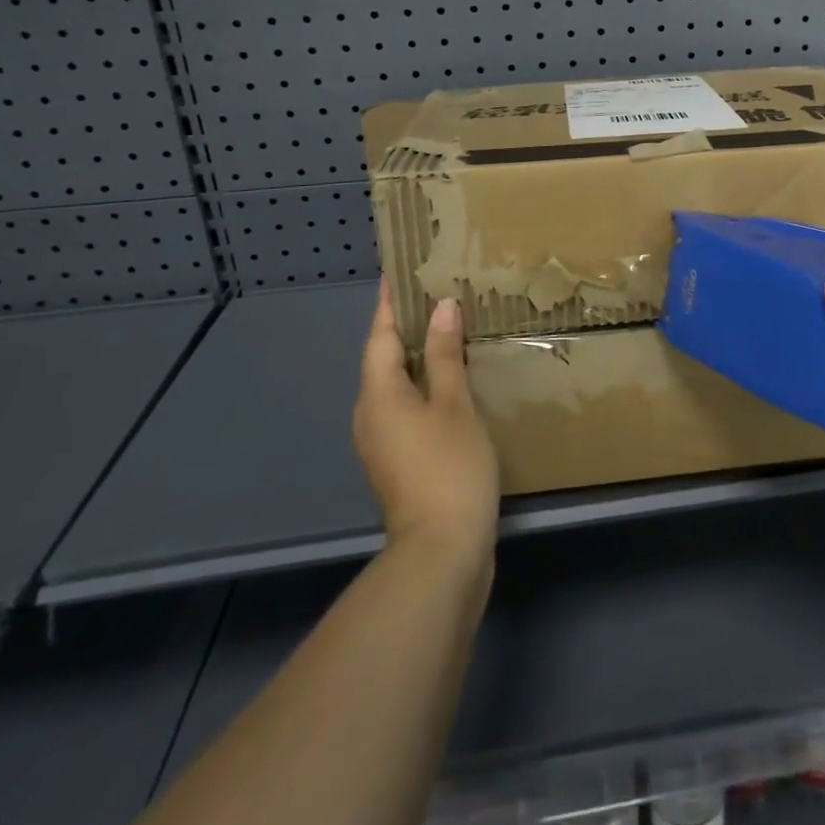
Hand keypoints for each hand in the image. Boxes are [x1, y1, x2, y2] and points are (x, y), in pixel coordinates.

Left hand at [353, 282, 499, 562]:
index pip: (379, 335)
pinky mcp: (399, 460)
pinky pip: (406, 406)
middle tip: (433, 293)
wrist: (441, 552)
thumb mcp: (454, 405)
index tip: (396, 272)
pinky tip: (452, 379)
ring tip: (447, 328)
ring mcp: (382, 442)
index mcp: (378, 395)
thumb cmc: (448, 468)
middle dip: (403, 326)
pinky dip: (424, 383)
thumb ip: (445, 355)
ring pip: (395, 384)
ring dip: (416, 355)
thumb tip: (441, 308)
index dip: (389, 303)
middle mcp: (370, 414)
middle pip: (383, 359)